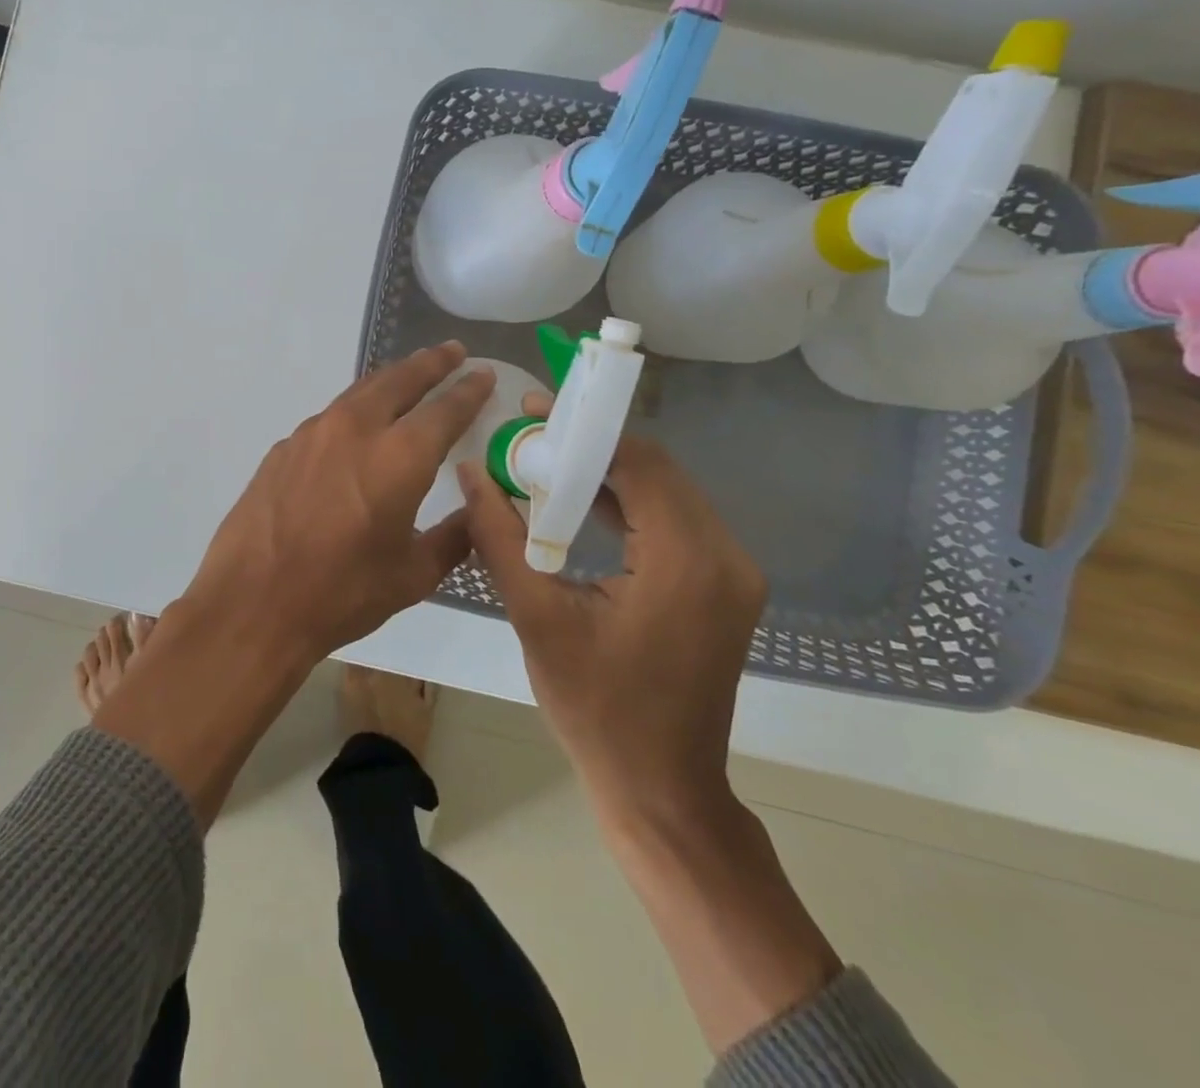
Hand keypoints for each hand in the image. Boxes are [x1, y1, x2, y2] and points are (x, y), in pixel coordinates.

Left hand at [181, 341, 495, 661]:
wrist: (252, 603)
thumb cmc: (341, 594)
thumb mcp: (412, 575)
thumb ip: (452, 538)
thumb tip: (473, 516)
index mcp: (399, 457)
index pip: (445, 409)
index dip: (469, 390)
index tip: (484, 374)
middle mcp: (355, 430)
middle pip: (399, 380)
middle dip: (430, 363)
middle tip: (452, 352)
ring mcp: (312, 434)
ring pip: (359, 393)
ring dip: (389, 381)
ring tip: (408, 378)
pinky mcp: (283, 448)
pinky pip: (328, 419)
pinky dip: (353, 412)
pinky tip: (356, 429)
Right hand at [458, 432, 765, 830]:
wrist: (660, 787)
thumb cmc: (595, 707)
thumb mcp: (536, 616)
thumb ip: (499, 535)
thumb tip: (470, 470)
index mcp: (687, 560)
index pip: (639, 463)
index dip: (584, 430)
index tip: (531, 411)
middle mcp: (724, 556)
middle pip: (656, 471)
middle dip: (592, 446)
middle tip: (530, 435)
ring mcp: (730, 573)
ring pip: (665, 492)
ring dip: (607, 473)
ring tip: (544, 461)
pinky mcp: (720, 587)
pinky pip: (672, 522)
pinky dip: (626, 504)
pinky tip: (578, 502)